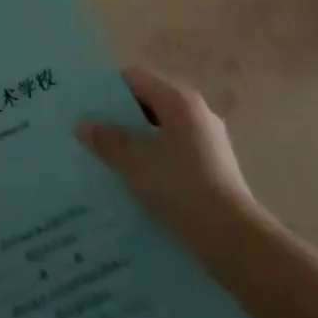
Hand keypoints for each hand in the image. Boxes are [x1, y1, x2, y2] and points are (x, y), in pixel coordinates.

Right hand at [76, 65, 265, 265]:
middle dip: (120, 115)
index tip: (85, 105)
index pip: (135, 77)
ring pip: (162, 128)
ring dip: (136, 138)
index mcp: (178, 101)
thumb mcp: (135, 164)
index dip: (108, 88)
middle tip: (91, 130)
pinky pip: (174, 149)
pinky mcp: (213, 165)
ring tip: (108, 156)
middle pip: (149, 100)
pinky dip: (154, 156)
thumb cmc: (182, 190)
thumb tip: (83, 124)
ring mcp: (208, 139)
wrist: (235, 241)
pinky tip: (136, 179)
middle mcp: (196, 112)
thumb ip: (107, 140)